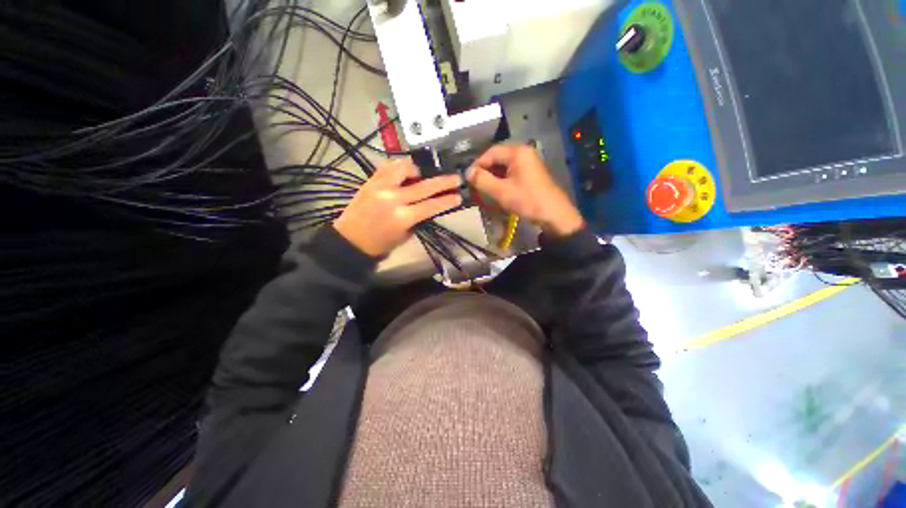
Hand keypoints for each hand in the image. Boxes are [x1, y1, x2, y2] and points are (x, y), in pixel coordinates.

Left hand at [334, 159, 462, 256]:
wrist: (350, 240)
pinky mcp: (370, 181)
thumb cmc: (381, 244)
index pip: (432, 205)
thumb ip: (419, 218)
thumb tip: (431, 205)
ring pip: (404, 168)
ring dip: (418, 169)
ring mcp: (380, 187)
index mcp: (403, 217)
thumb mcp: (406, 235)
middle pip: (424, 186)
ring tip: (422, 174)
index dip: (447, 200)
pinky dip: (399, 166)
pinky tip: (406, 170)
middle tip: (456, 177)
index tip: (459, 195)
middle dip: (444, 181)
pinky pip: (388, 166)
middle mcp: (393, 198)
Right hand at [467, 144, 584, 236]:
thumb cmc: (527, 200)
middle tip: (475, 186)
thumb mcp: (501, 191)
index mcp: (517, 152)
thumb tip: (467, 173)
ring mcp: (528, 162)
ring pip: (503, 166)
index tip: (469, 180)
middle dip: (484, 172)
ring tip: (484, 190)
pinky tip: (496, 191)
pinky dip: (501, 180)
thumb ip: (482, 180)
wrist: (553, 214)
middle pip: (496, 158)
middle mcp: (523, 153)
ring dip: (492, 177)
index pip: (490, 153)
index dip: (477, 165)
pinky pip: (510, 172)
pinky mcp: (530, 172)